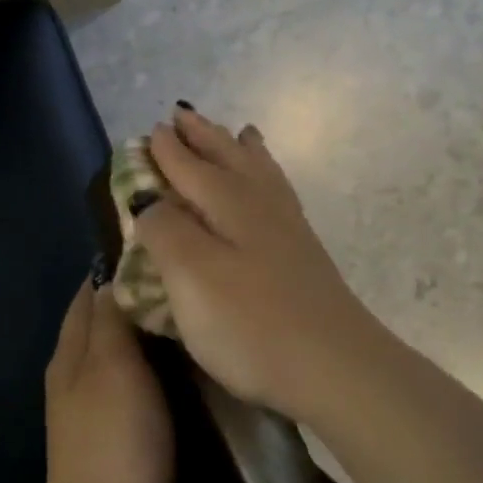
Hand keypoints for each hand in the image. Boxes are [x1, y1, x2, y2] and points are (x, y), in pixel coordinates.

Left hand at [42, 278, 174, 482]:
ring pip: (120, 354)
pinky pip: (134, 385)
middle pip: (103, 321)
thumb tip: (112, 275)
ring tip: (192, 315)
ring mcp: (92, 408)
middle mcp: (74, 375)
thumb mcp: (112, 368)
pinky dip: (155, 368)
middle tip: (189, 280)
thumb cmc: (115, 444)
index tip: (162, 247)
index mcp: (70, 352)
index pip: (90, 292)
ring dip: (148, 334)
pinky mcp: (114, 436)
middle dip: (137, 298)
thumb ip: (111, 320)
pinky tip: (184, 369)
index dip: (119, 266)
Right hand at [134, 106, 384, 426]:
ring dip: (240, 150)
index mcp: (228, 205)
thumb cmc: (250, 323)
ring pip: (259, 174)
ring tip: (237, 132)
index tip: (151, 130)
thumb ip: (165, 231)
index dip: (167, 151)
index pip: (189, 167)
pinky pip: (279, 195)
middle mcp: (260, 206)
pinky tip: (269, 188)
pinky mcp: (304, 255)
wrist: (334, 366)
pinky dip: (269, 178)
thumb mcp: (191, 276)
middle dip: (203, 138)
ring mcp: (288, 230)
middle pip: (227, 159)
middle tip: (183, 115)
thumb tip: (149, 200)